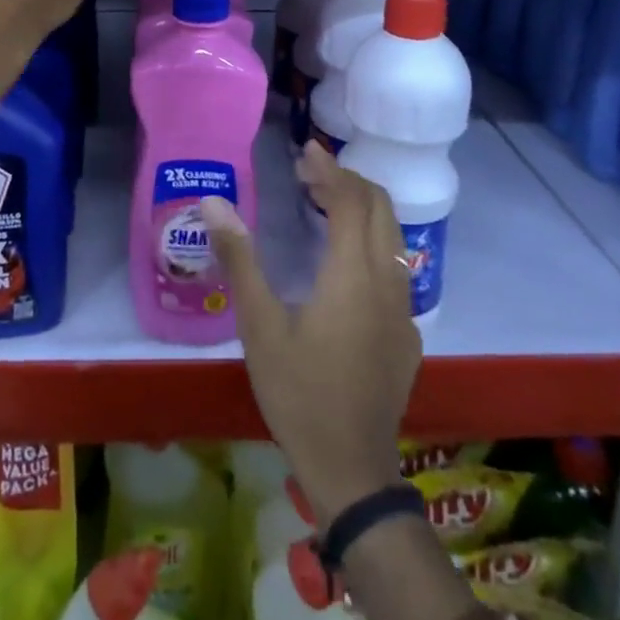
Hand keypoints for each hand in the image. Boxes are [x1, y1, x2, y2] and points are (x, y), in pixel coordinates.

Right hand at [202, 143, 421, 527]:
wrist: (351, 469)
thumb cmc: (299, 392)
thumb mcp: (259, 325)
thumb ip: (239, 258)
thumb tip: (213, 202)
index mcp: (353, 274)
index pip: (352, 200)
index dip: (330, 170)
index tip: (305, 151)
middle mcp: (388, 282)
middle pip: (381, 209)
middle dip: (349, 182)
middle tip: (309, 175)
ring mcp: (403, 309)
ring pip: (393, 237)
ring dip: (362, 210)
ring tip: (322, 205)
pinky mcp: (406, 333)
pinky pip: (395, 267)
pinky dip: (371, 242)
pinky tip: (341, 262)